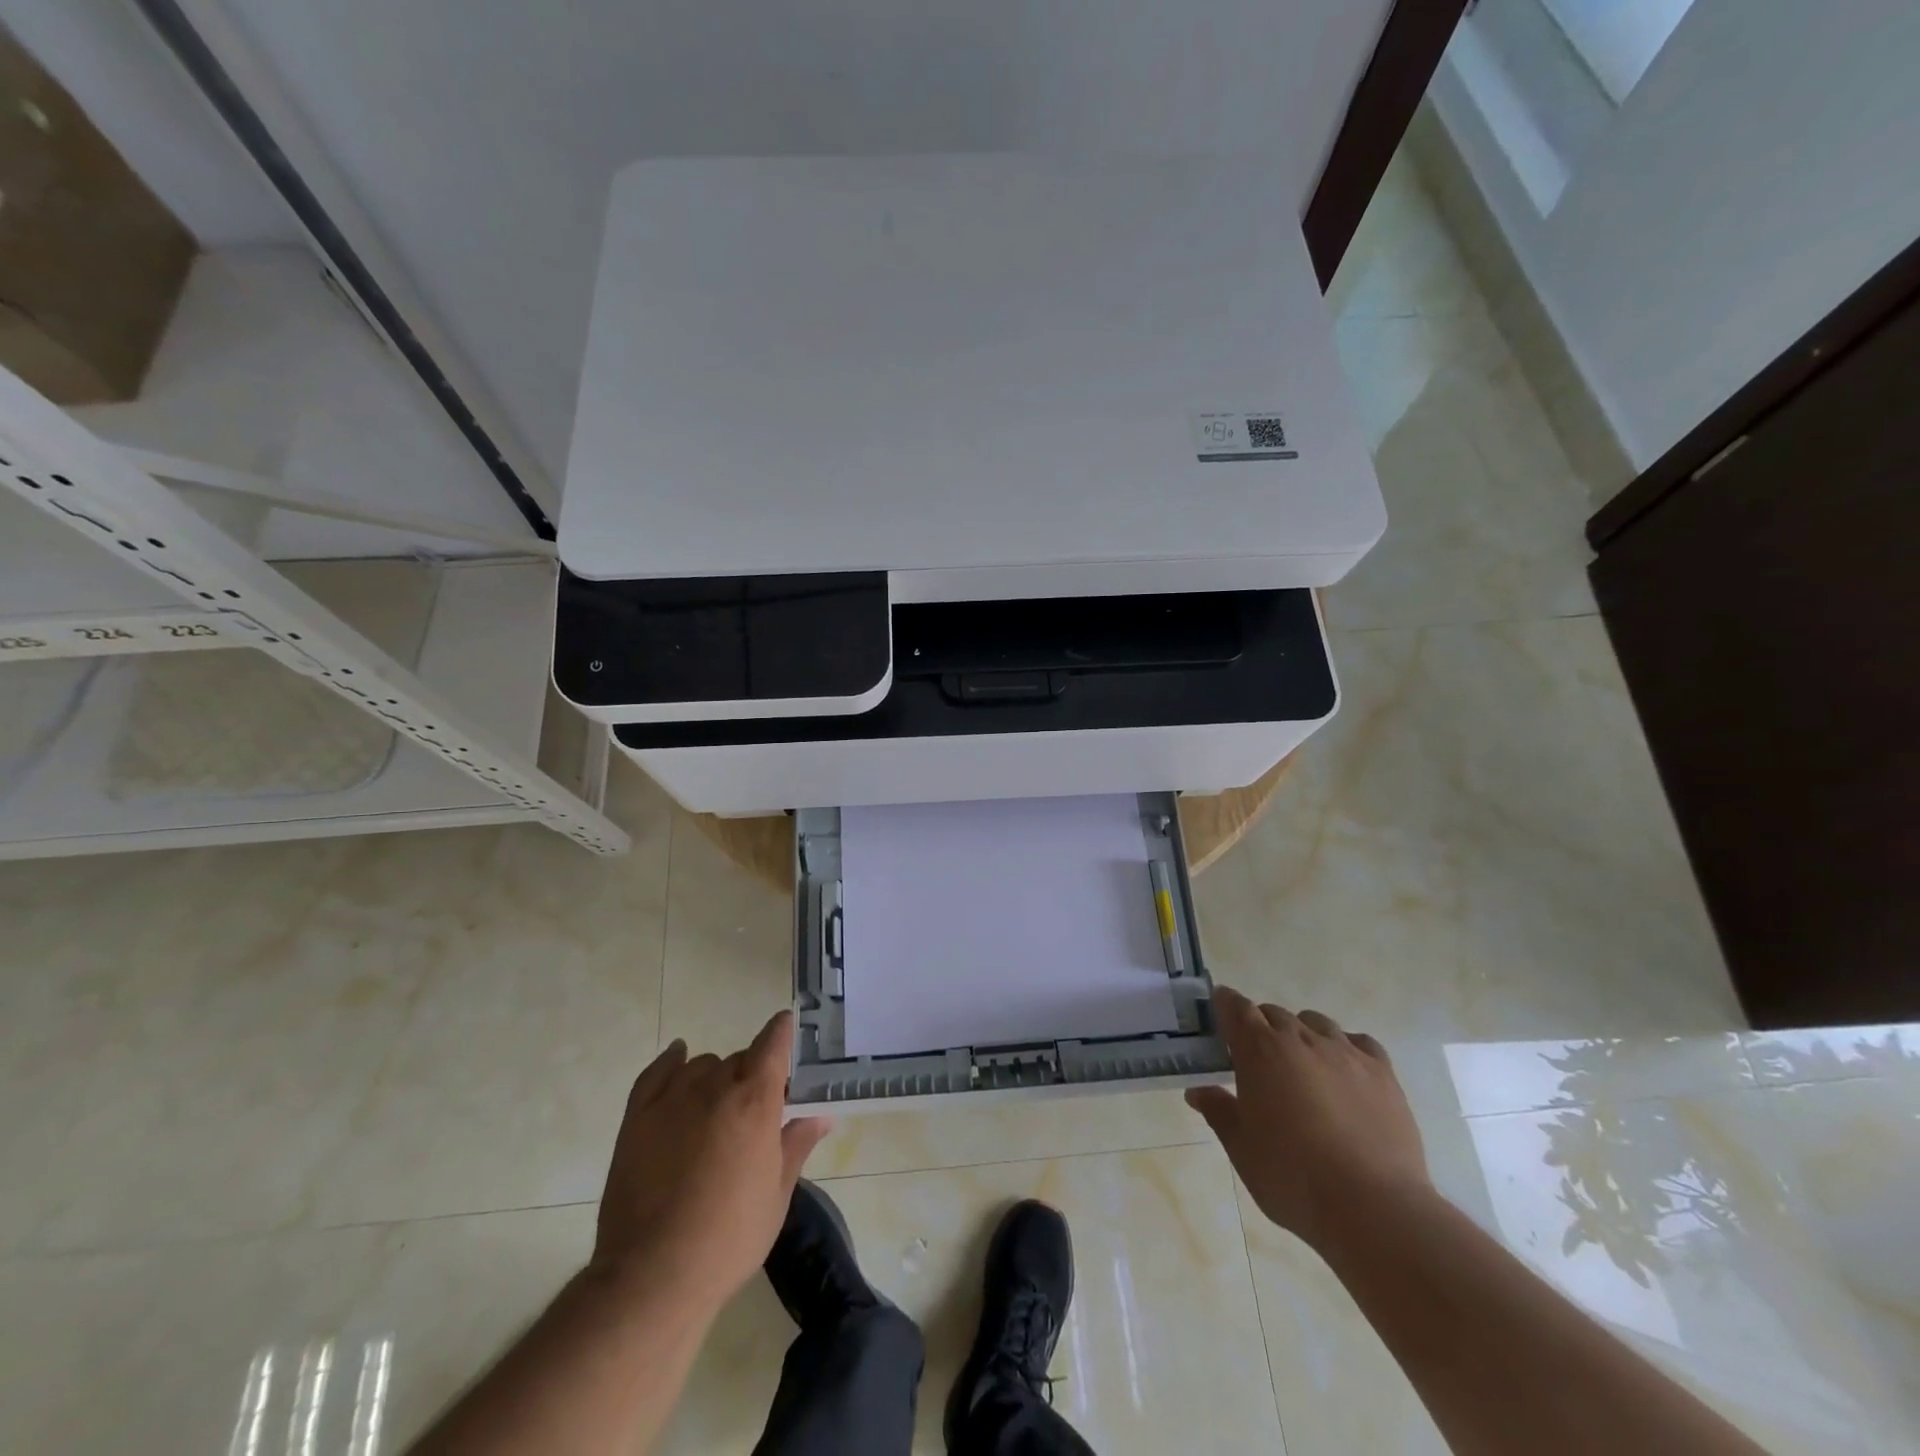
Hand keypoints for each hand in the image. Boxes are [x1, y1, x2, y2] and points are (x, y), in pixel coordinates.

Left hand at [592, 1011, 831, 1308]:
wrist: (653, 1277)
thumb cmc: (729, 1239)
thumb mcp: (776, 1195)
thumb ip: (797, 1146)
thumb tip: (821, 1117)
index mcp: (755, 1102)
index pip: (772, 1045)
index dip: (782, 1031)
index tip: (787, 1025)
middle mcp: (715, 1088)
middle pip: (739, 1060)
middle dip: (751, 1075)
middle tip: (754, 1110)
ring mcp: (671, 1099)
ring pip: (701, 1066)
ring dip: (715, 1076)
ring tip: (716, 1107)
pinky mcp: (636, 1118)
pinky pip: (657, 1072)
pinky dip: (670, 1061)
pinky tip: (678, 1058)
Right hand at [1186, 986, 1428, 1251]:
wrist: (1373, 1208)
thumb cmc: (1292, 1177)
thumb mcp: (1241, 1149)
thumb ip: (1218, 1111)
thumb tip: (1198, 1091)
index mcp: (1260, 1050)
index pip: (1236, 1008)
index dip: (1225, 1005)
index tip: (1219, 1013)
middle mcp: (1300, 1038)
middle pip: (1274, 1013)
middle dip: (1261, 1026)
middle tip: (1257, 1059)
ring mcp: (1345, 1052)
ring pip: (1315, 1022)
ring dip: (1301, 1033)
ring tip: (1302, 1066)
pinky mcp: (1382, 1072)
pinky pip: (1359, 1042)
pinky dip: (1345, 1047)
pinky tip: (1344, 1073)